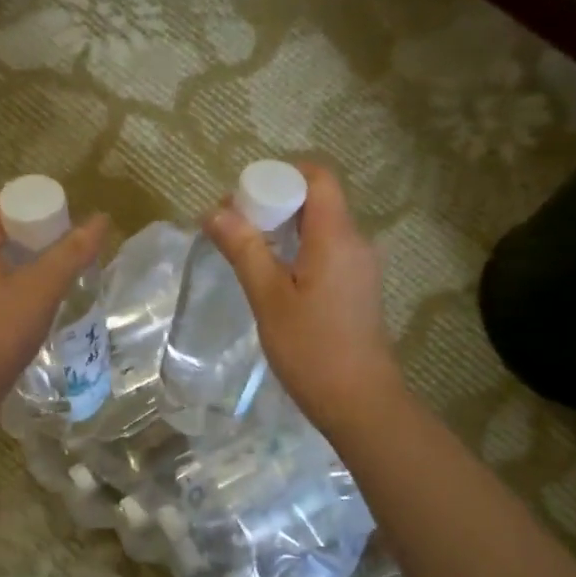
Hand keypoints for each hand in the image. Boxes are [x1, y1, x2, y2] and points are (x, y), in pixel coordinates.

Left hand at [0, 198, 108, 415]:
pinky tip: (42, 300)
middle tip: (73, 246)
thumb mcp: (40, 289)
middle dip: (39, 235)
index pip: (4, 203)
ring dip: (32, 262)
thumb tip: (101, 220)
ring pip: (1, 260)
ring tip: (64, 272)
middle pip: (4, 231)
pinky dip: (20, 284)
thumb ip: (71, 254)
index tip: (69, 220)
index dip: (38, 206)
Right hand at [204, 162, 404, 433]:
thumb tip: (215, 210)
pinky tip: (272, 278)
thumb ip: (244, 250)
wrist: (360, 402)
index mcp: (337, 236)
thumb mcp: (269, 298)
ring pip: (319, 228)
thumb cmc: (312, 349)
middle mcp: (355, 242)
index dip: (280, 174)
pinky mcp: (356, 288)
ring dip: (283, 230)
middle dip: (273, 203)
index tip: (244, 198)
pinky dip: (297, 251)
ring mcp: (359, 266)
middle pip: (316, 200)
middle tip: (233, 228)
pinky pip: (325, 252)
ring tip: (245, 253)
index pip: (317, 176)